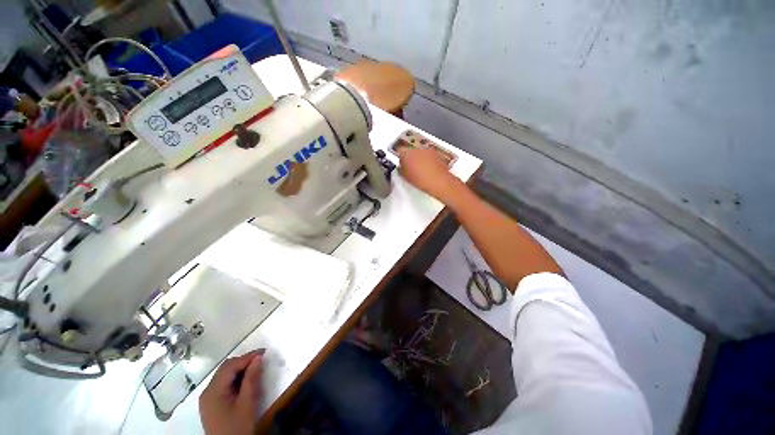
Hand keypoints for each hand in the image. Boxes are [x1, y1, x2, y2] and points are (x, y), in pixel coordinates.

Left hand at [199, 349, 264, 434]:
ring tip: (256, 368)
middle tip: (261, 359)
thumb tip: (258, 358)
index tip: (264, 352)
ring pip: (224, 375)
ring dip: (240, 369)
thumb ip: (251, 379)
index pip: (230, 366)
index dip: (247, 357)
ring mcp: (208, 398)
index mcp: (213, 391)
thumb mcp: (247, 403)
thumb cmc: (238, 427)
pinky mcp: (212, 404)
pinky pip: (223, 384)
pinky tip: (246, 381)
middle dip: (243, 361)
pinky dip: (235, 378)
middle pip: (225, 369)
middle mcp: (207, 392)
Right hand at [397, 146, 466, 205]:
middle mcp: (417, 149)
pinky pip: (428, 155)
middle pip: (410, 151)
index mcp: (407, 154)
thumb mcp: (406, 177)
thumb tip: (402, 168)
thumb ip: (402, 170)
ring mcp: (427, 150)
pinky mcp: (436, 154)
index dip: (401, 159)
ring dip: (419, 159)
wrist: (438, 181)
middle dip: (410, 158)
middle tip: (411, 168)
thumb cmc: (421, 180)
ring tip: (420, 170)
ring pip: (420, 152)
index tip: (402, 165)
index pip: (400, 152)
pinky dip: (427, 160)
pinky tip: (428, 169)